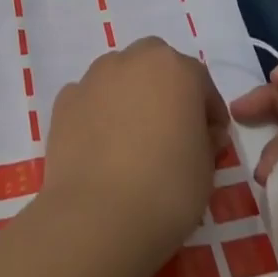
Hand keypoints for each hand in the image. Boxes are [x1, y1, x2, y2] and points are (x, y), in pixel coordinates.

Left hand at [43, 37, 229, 276]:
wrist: (97, 217)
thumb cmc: (166, 190)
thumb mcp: (206, 171)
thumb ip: (207, 141)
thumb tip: (204, 133)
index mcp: (176, 69)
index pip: (200, 81)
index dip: (208, 110)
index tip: (212, 139)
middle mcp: (134, 59)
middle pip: (155, 64)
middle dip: (166, 88)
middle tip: (171, 129)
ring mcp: (95, 76)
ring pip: (120, 75)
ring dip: (130, 95)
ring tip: (132, 139)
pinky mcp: (65, 99)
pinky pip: (90, 99)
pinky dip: (98, 114)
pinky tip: (101, 148)